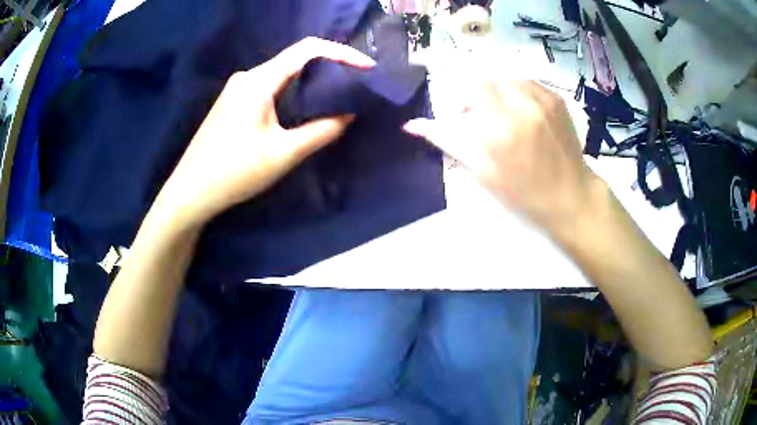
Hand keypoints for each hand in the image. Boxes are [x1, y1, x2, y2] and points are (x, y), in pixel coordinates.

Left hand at [157, 37, 375, 227]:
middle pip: (296, 59)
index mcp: (258, 81)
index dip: (340, 53)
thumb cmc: (234, 172)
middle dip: (330, 67)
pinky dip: (295, 92)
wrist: (189, 192)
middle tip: (358, 83)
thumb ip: (322, 130)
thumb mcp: (283, 154)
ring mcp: (238, 89)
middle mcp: (248, 77)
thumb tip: (349, 113)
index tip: (367, 67)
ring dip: (312, 81)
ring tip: (339, 94)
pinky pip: (272, 87)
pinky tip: (307, 107)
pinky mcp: (235, 102)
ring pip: (284, 74)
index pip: (307, 50)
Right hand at [404, 79, 603, 236]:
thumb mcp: (481, 170)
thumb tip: (411, 125)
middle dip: (481, 91)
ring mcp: (543, 98)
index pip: (472, 82)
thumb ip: (447, 140)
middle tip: (485, 116)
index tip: (464, 108)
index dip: (463, 90)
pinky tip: (524, 113)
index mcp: (499, 126)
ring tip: (506, 114)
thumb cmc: (523, 190)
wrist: (571, 195)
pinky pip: (528, 82)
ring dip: (500, 90)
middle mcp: (522, 104)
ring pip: (508, 76)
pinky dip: (518, 92)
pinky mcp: (556, 98)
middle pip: (489, 76)